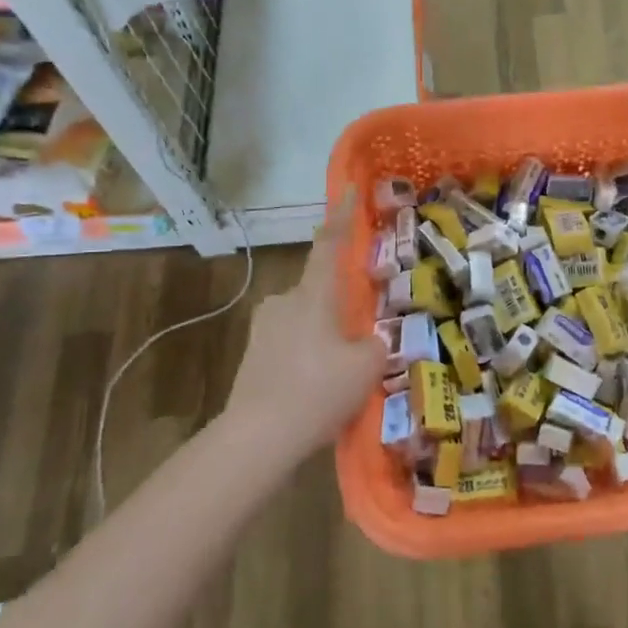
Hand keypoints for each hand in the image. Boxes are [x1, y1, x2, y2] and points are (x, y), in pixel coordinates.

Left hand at [224, 192, 386, 456]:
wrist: (257, 438)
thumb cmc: (318, 390)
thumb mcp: (366, 366)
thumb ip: (375, 345)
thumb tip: (370, 341)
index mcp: (313, 294)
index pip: (330, 244)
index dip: (342, 216)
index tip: (348, 189)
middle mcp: (284, 302)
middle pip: (318, 288)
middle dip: (340, 303)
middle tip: (362, 327)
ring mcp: (263, 329)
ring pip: (305, 319)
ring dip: (324, 333)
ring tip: (343, 368)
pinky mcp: (252, 357)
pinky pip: (290, 344)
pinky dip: (308, 355)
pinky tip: (319, 386)